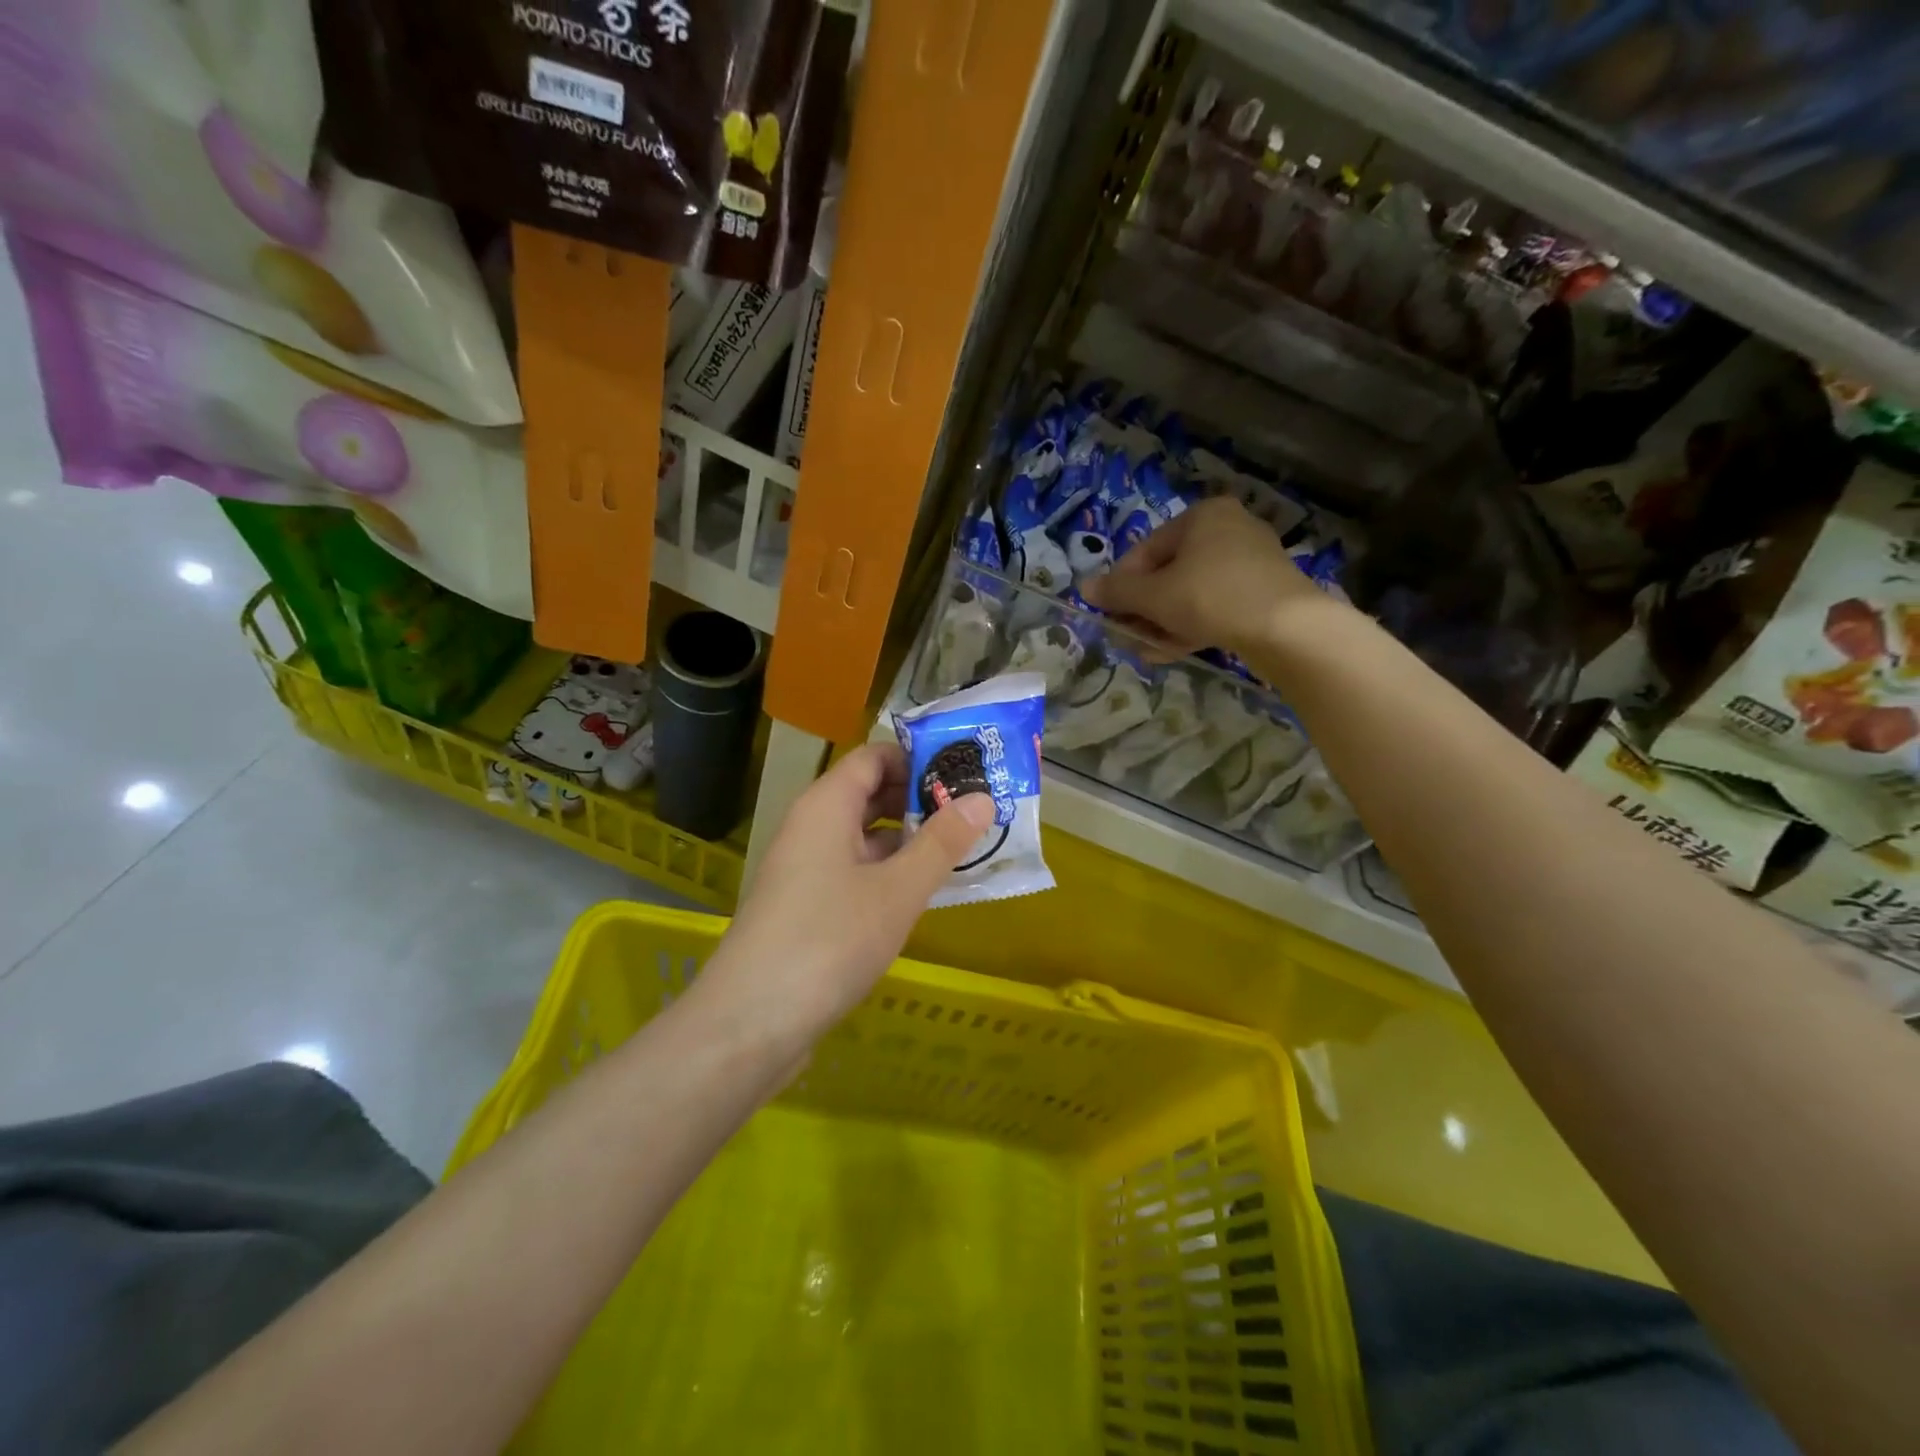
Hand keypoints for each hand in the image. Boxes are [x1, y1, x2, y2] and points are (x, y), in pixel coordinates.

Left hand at [698, 743, 994, 1046]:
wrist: (751, 1022)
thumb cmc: (829, 940)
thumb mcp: (897, 890)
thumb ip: (942, 843)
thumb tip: (983, 797)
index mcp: (827, 805)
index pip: (874, 756)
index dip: (919, 759)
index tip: (967, 772)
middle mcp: (812, 826)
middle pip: (870, 793)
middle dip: (920, 799)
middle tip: (977, 812)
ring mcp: (807, 868)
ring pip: (865, 836)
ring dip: (910, 839)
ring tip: (965, 849)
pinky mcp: (808, 906)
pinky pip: (856, 871)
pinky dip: (891, 873)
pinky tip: (925, 892)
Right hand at [1079, 496, 1325, 659]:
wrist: (1287, 628)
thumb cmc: (1210, 597)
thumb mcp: (1153, 596)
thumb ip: (1117, 592)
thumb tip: (1083, 588)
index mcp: (1202, 516)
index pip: (1146, 550)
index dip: (1122, 586)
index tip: (1110, 615)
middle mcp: (1228, 529)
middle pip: (1169, 574)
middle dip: (1144, 610)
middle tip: (1128, 637)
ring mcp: (1250, 562)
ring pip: (1191, 594)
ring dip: (1164, 623)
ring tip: (1149, 651)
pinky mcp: (1264, 592)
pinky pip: (1216, 606)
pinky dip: (1192, 625)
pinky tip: (1174, 651)